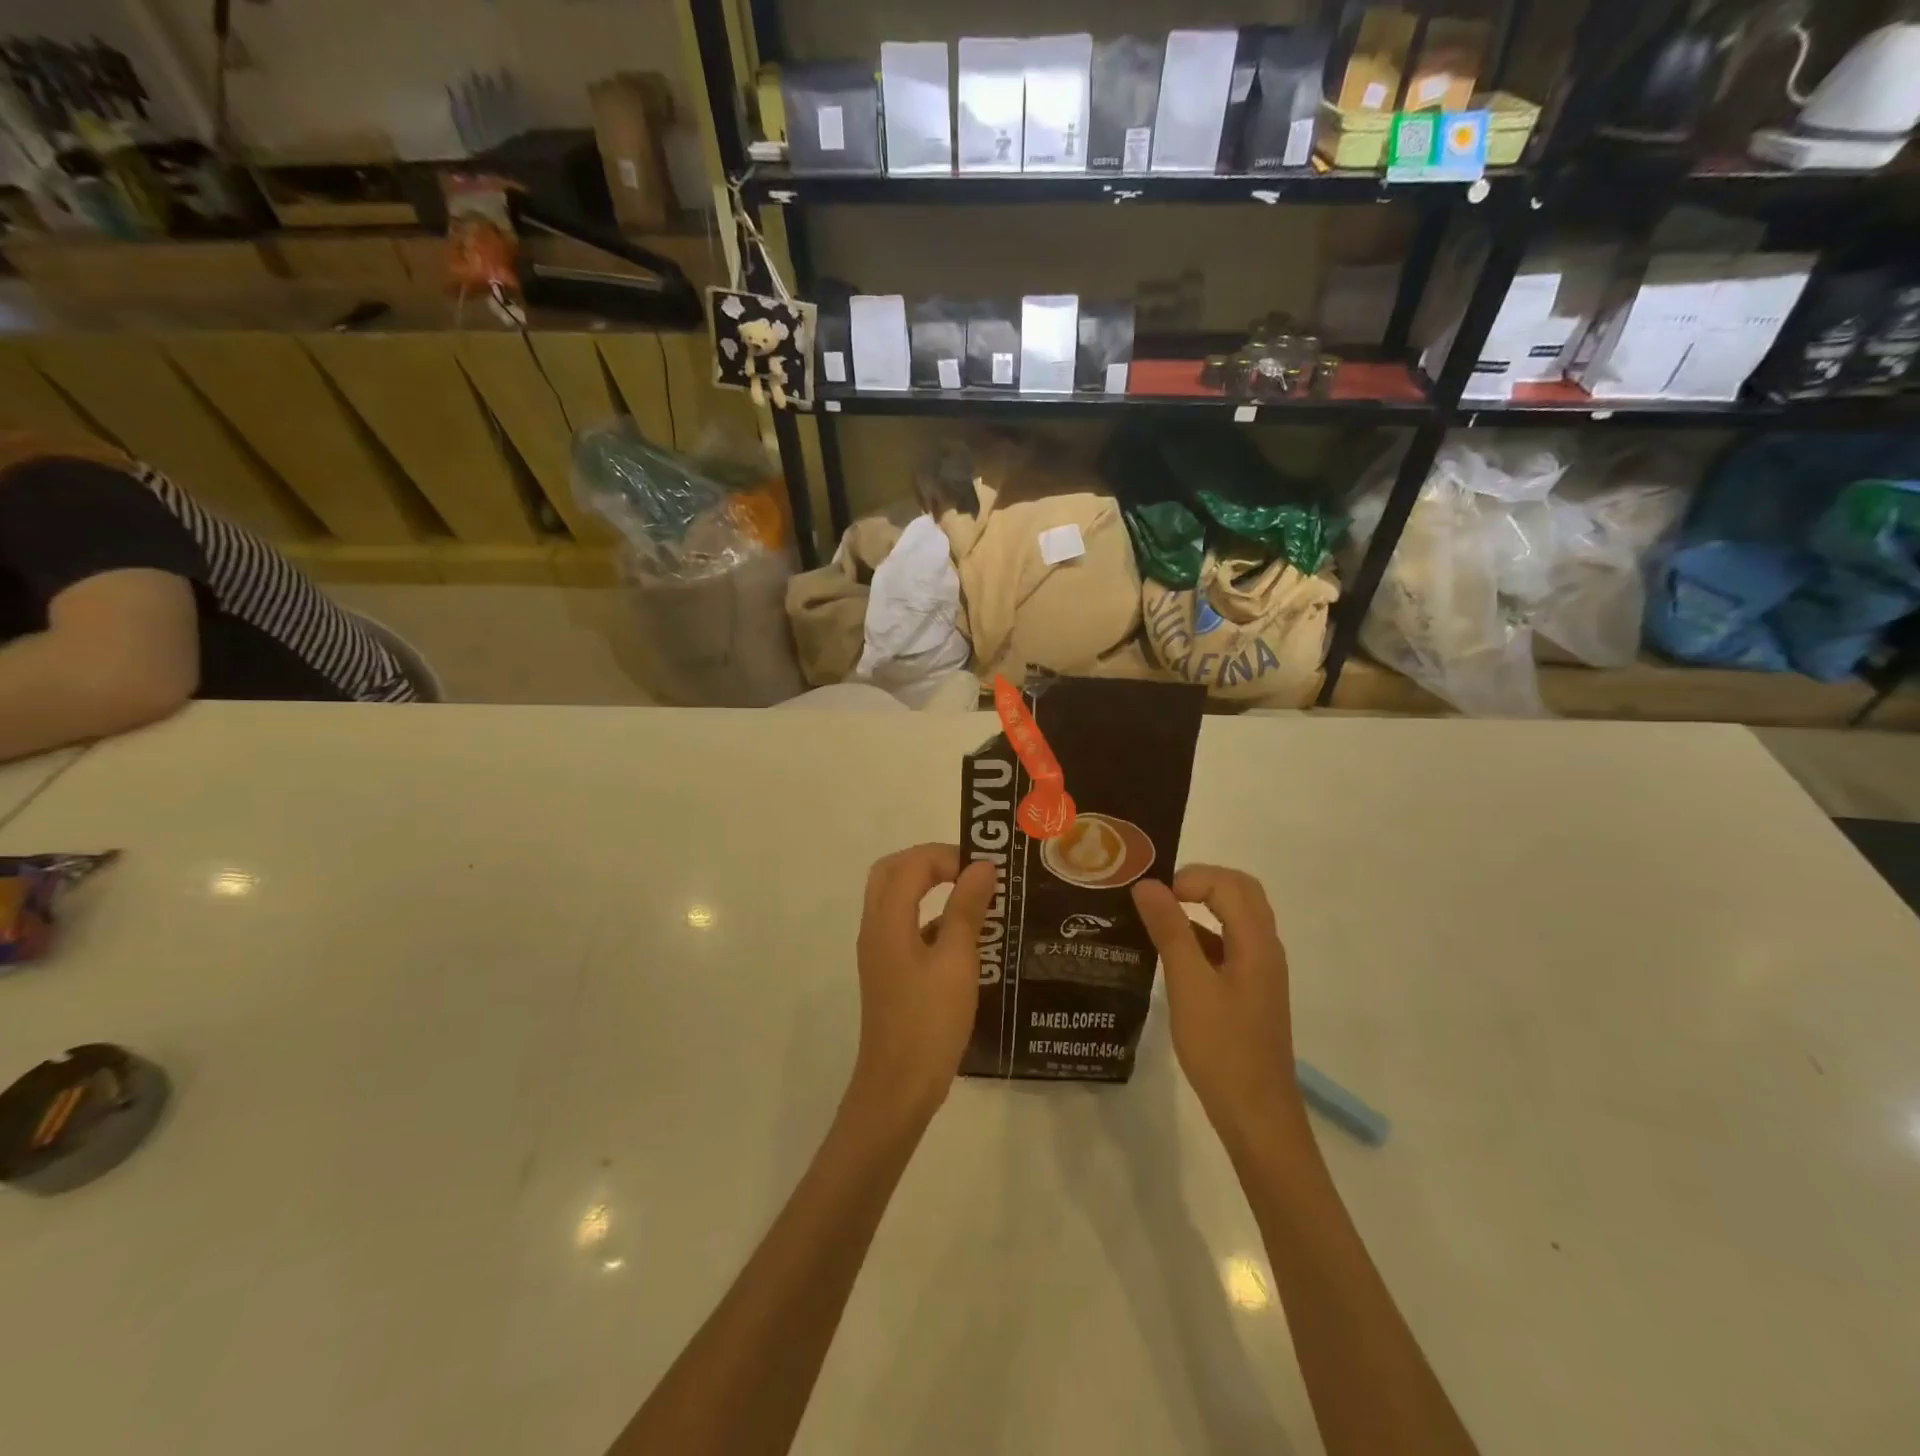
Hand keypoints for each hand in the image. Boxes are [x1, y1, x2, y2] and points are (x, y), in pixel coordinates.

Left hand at [849, 844, 995, 1127]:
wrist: (897, 1088)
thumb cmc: (930, 1023)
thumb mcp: (957, 963)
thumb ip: (966, 910)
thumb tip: (981, 866)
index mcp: (888, 922)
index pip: (910, 865)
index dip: (946, 856)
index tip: (983, 869)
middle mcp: (876, 928)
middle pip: (892, 872)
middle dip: (930, 862)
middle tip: (969, 870)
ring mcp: (878, 951)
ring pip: (895, 898)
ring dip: (928, 886)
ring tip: (972, 894)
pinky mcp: (888, 971)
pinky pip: (904, 925)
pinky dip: (929, 916)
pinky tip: (964, 936)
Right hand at [1132, 866, 1305, 1151]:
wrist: (1256, 1114)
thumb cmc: (1222, 1048)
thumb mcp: (1189, 986)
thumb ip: (1170, 931)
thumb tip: (1147, 885)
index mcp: (1256, 942)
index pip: (1227, 884)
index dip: (1189, 879)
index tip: (1152, 897)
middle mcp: (1265, 948)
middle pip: (1240, 892)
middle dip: (1199, 882)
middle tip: (1158, 894)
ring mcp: (1260, 970)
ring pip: (1236, 917)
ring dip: (1201, 906)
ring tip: (1158, 915)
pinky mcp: (1250, 989)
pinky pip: (1229, 943)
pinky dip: (1202, 933)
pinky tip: (1172, 953)